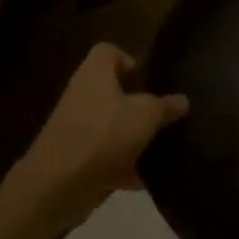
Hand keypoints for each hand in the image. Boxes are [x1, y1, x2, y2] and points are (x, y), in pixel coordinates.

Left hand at [6, 43, 188, 234]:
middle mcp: (82, 96)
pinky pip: (104, 157)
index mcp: (95, 75)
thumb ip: (166, 106)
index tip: (148, 81)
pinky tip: (141, 179)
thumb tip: (182, 101)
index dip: (129, 60)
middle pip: (112, 91)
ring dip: (132, 138)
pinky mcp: (74, 160)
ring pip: (110, 126)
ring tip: (158, 149)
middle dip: (137, 105)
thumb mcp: (147, 115)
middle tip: (160, 116)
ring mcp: (75, 129)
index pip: (108, 51)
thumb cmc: (104, 135)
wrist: (56, 186)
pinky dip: (122, 167)